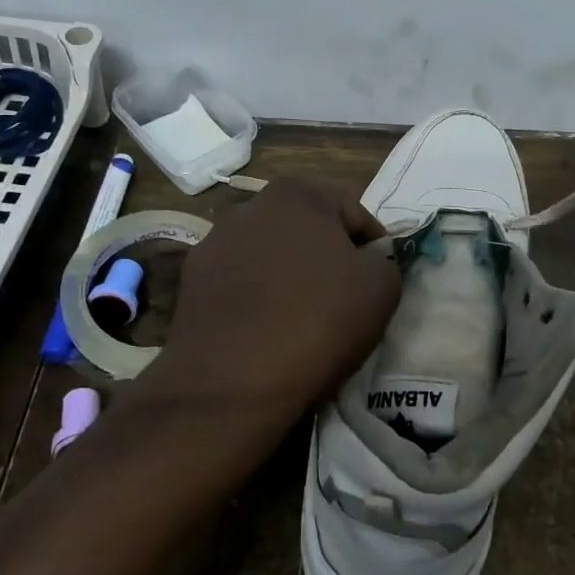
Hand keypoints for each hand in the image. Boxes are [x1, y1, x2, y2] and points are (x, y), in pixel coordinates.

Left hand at [154, 178, 401, 432]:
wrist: (233, 379)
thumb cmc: (318, 321)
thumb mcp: (382, 288)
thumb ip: (383, 261)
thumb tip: (367, 263)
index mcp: (298, 194)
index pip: (355, 214)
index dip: (375, 248)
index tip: (378, 282)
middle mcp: (250, 206)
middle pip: (307, 229)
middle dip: (327, 256)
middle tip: (344, 299)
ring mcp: (214, 243)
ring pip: (270, 255)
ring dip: (288, 276)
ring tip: (302, 318)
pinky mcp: (191, 281)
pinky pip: (240, 283)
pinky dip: (256, 298)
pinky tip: (266, 330)